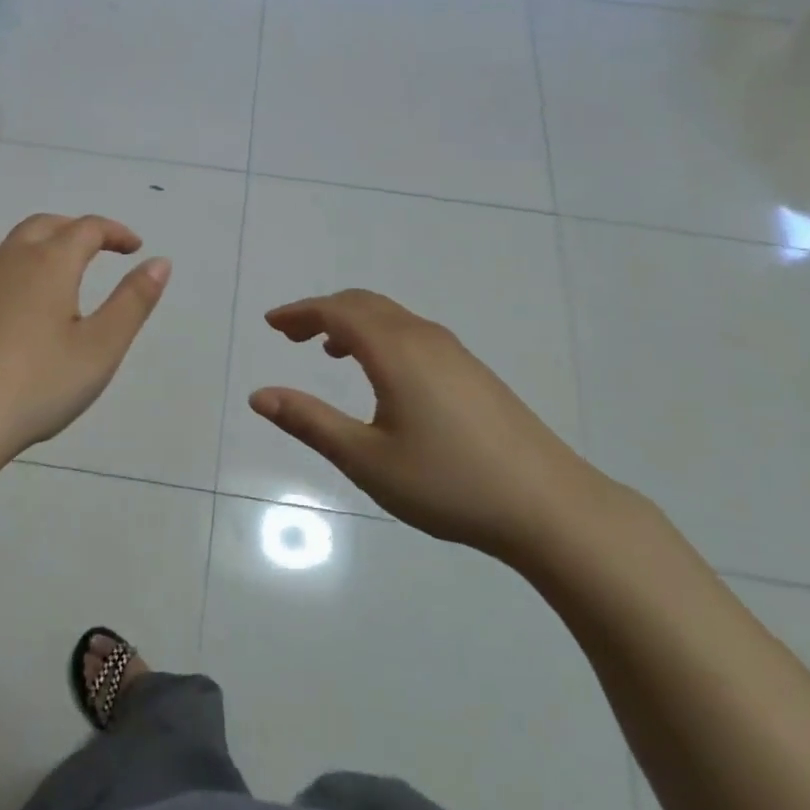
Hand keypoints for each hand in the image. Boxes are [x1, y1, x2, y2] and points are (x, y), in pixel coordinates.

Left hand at [0, 214, 170, 471]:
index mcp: (48, 264)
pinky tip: (18, 315)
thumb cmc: (35, 386)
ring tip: (61, 279)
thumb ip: (133, 301)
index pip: (87, 228)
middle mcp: (7, 261)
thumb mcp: (100, 349)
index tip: (134, 247)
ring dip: (43, 250)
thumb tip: (159, 262)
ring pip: (12, 248)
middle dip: (76, 230)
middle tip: (99, 249)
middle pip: (45, 225)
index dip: (115, 232)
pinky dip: (15, 277)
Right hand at [249, 290, 601, 562]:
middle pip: (364, 304)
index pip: (336, 311)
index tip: (271, 324)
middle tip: (291, 335)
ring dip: (353, 322)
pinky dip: (381, 335)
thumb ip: (310, 422)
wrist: (550, 505)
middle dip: (322, 312)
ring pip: (391, 317)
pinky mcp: (473, 371)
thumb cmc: (449, 483)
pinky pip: (413, 333)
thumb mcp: (367, 459)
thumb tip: (259, 396)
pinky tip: (382, 374)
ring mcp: (454, 352)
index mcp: (395, 351)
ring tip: (328, 350)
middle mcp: (424, 338)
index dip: (299, 312)